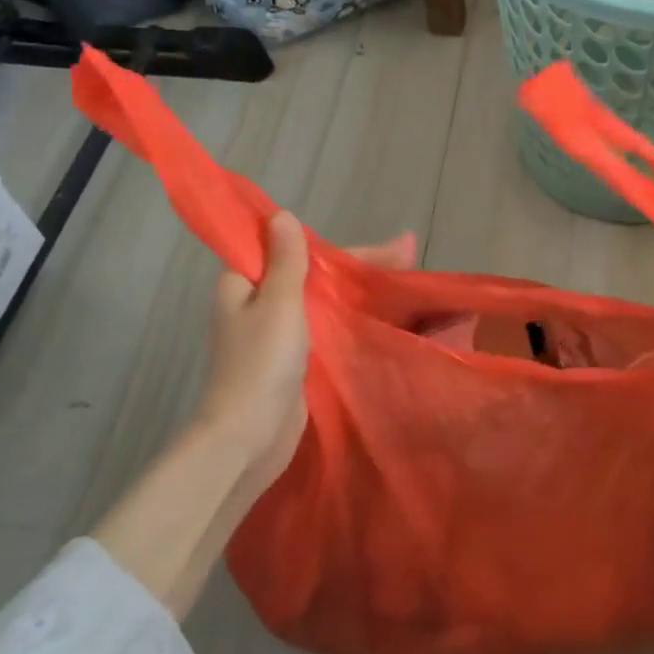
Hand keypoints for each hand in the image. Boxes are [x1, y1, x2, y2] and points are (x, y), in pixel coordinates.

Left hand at [189, 217, 418, 493]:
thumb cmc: (261, 363)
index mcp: (244, 284)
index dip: (341, 247)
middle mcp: (258, 304)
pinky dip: (350, 319)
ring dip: (359, 292)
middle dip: (360, 268)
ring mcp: (277, 335)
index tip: (386, 248)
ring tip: (407, 285)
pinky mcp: (293, 361)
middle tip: (409, 259)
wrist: (248, 438)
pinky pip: (325, 329)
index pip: (295, 250)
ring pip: (323, 302)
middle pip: (314, 275)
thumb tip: (281, 216)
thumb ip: (286, 260)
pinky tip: (383, 318)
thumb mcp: (277, 302)